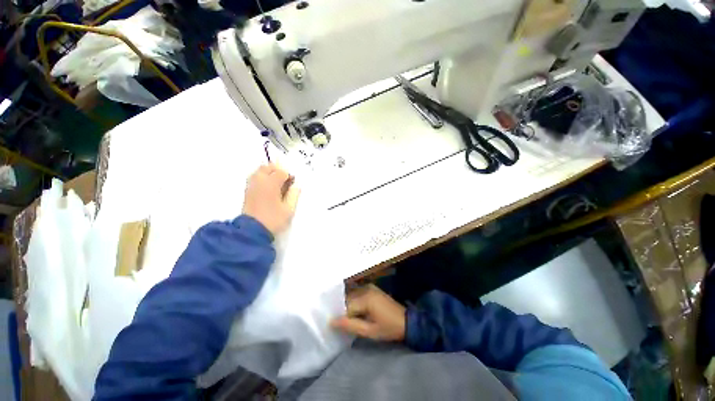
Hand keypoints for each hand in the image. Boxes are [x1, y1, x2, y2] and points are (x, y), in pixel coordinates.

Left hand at [242, 164, 299, 236]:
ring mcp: (252, 186)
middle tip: (285, 180)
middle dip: (278, 170)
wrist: (252, 231)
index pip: (281, 172)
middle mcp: (260, 181)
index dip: (289, 176)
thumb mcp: (289, 209)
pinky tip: (267, 187)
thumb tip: (295, 186)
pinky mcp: (247, 191)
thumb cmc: (274, 220)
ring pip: (259, 171)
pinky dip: (262, 178)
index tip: (293, 183)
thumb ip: (294, 195)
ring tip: (276, 182)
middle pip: (268, 167)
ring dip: (269, 173)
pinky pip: (254, 178)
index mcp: (271, 184)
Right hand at [331, 285, 405, 341]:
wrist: (407, 321)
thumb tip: (331, 321)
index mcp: (366, 298)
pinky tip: (357, 312)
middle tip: (341, 323)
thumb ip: (350, 325)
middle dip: (344, 310)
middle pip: (348, 298)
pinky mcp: (372, 288)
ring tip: (349, 318)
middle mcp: (366, 288)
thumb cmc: (389, 328)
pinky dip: (355, 302)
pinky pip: (358, 294)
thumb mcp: (369, 331)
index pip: (346, 306)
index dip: (341, 316)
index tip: (338, 326)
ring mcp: (370, 287)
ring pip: (352, 296)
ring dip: (349, 306)